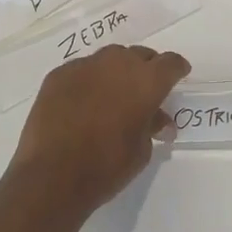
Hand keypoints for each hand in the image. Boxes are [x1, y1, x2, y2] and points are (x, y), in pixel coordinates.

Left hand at [9, 45, 190, 212]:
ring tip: (112, 95)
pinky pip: (81, 70)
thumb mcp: (141, 151)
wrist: (52, 176)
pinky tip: (82, 103)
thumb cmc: (106, 166)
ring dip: (115, 72)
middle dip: (146, 69)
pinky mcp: (58, 74)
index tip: (179, 75)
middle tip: (144, 90)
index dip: (177, 68)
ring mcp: (85, 66)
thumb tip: (159, 120)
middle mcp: (117, 63)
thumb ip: (152, 126)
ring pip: (108, 59)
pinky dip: (88, 81)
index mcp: (146, 81)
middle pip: (139, 55)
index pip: (170, 63)